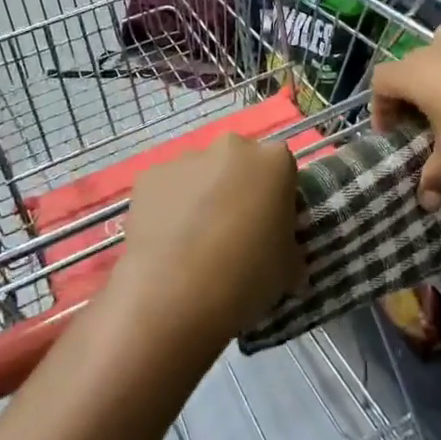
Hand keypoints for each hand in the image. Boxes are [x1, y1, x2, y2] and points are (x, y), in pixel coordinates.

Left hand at [112, 135, 304, 343]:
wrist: (174, 292)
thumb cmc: (246, 275)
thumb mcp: (288, 270)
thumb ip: (290, 251)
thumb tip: (289, 263)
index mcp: (274, 161)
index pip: (282, 172)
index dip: (277, 200)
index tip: (270, 228)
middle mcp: (231, 147)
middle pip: (239, 163)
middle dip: (238, 189)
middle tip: (233, 232)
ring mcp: (187, 158)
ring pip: (201, 173)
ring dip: (202, 196)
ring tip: (194, 243)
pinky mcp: (150, 175)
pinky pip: (167, 188)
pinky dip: (169, 207)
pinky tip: (167, 243)